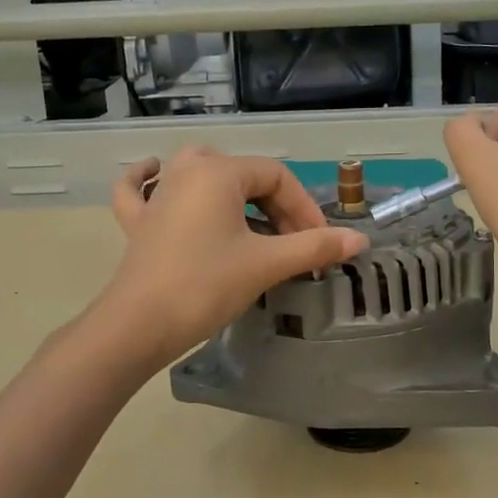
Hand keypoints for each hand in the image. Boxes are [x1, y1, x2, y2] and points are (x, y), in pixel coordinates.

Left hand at [102, 146, 366, 365]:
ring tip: (249, 212)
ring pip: (198, 172)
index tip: (319, 243)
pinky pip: (141, 189)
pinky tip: (154, 173)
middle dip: (274, 204)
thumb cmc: (206, 286)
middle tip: (292, 242)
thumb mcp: (266, 264)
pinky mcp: (138, 222)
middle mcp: (185, 171)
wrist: (139, 325)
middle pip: (242, 173)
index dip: (304, 207)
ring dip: (228, 187)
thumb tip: (359, 240)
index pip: (276, 177)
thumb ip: (314, 247)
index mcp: (218, 172)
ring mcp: (157, 195)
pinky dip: (148, 180)